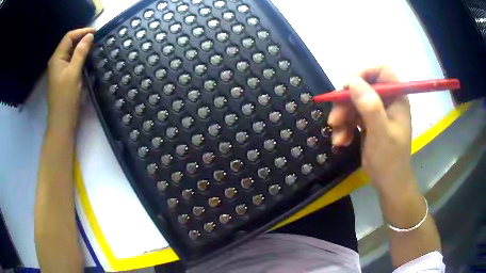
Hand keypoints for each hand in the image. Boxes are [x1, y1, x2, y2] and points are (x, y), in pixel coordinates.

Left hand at [47, 28, 94, 129]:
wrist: (62, 123)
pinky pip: (72, 62)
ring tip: (94, 47)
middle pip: (69, 43)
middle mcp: (57, 62)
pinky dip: (80, 57)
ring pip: (71, 52)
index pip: (69, 37)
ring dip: (82, 48)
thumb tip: (89, 36)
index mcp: (57, 59)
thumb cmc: (66, 99)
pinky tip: (88, 59)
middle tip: (97, 39)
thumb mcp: (73, 73)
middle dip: (82, 38)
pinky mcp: (64, 77)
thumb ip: (80, 53)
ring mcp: (60, 70)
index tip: (96, 32)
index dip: (82, 31)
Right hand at [327, 66, 413, 196]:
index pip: (381, 72)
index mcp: (396, 99)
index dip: (364, 73)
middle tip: (334, 119)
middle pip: (362, 87)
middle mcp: (387, 101)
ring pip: (353, 102)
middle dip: (346, 103)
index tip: (347, 87)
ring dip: (342, 118)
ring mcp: (377, 112)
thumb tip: (353, 82)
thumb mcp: (381, 134)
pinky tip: (341, 141)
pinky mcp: (368, 122)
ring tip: (337, 137)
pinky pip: (352, 116)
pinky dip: (344, 128)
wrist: (388, 184)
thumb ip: (370, 107)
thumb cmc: (390, 161)